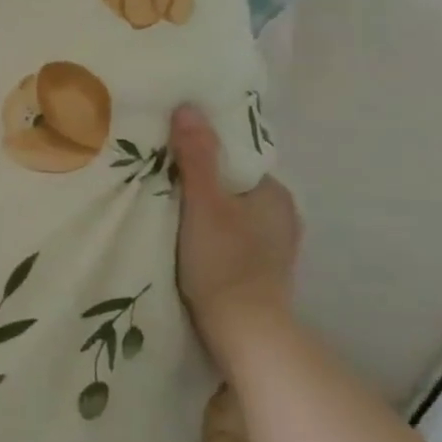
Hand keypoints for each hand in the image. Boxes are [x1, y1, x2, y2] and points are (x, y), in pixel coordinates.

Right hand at [169, 103, 301, 363]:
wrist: (244, 335)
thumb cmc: (224, 263)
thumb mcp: (204, 204)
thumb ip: (197, 156)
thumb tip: (188, 107)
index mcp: (275, 194)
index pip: (235, 159)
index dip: (204, 152)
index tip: (170, 152)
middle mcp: (281, 217)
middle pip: (231, 187)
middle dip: (201, 182)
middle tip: (159, 179)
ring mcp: (272, 248)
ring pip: (229, 215)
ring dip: (203, 211)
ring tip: (166, 209)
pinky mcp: (258, 273)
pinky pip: (229, 239)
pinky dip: (209, 235)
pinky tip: (185, 241)